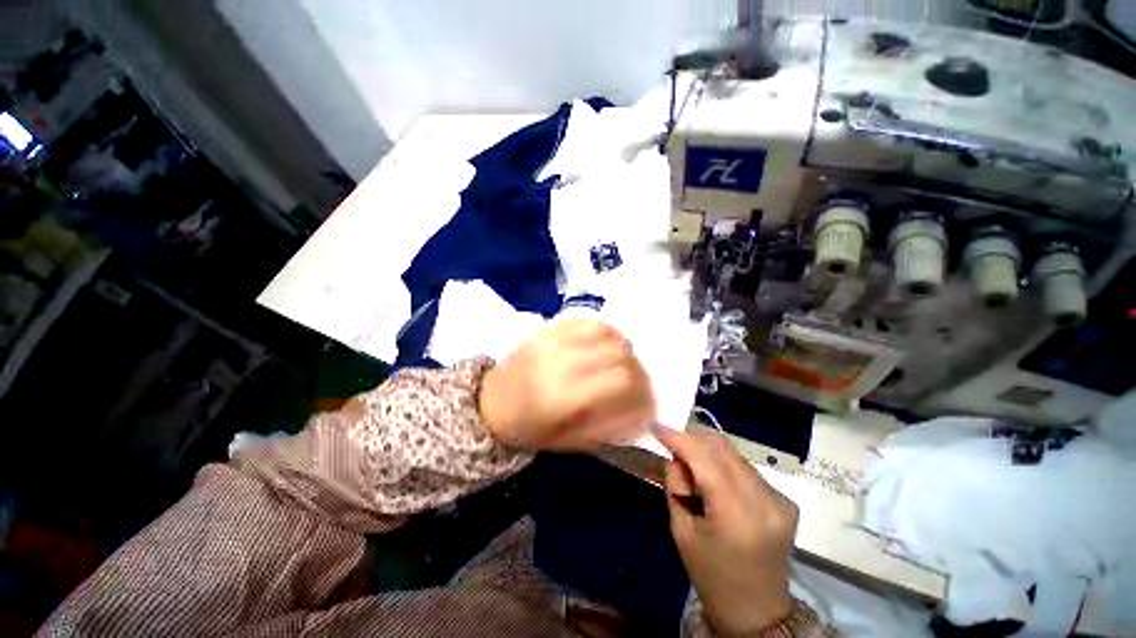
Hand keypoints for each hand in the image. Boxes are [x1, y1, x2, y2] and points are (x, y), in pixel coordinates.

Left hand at [479, 319, 654, 450]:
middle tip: (637, 385)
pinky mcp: (548, 328)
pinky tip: (605, 346)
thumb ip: (609, 426)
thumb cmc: (528, 428)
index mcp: (563, 395)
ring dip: (623, 348)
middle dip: (637, 371)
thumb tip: (641, 413)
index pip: (621, 382)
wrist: (490, 402)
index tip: (647, 405)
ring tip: (622, 364)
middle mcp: (561, 361)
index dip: (643, 393)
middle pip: (618, 353)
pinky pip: (586, 321)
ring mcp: (553, 339)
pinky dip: (605, 332)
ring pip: (606, 331)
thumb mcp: (568, 441)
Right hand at [656, 427, 797, 636]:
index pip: (705, 458)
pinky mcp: (785, 500)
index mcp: (737, 515)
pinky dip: (724, 465)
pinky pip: (745, 467)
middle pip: (722, 448)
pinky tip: (716, 485)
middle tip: (674, 451)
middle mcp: (764, 500)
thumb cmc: (711, 575)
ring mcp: (780, 499)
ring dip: (708, 453)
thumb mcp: (681, 531)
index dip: (679, 437)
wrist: (758, 611)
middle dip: (692, 441)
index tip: (657, 425)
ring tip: (695, 474)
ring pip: (734, 453)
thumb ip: (676, 485)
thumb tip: (676, 455)